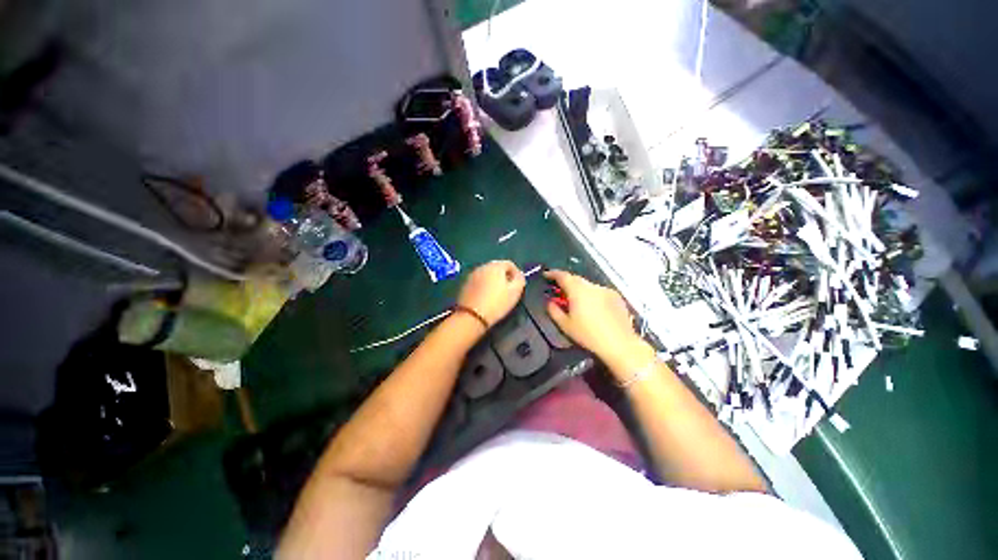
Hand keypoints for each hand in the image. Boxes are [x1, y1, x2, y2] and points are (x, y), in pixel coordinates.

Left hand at [457, 261, 525, 326]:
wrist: (471, 317)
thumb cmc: (497, 303)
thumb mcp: (515, 292)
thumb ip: (520, 279)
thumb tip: (518, 275)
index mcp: (495, 266)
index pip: (509, 263)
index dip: (516, 273)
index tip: (519, 285)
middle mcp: (482, 266)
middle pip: (497, 268)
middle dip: (504, 277)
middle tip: (509, 290)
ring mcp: (471, 275)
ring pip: (486, 275)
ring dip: (493, 281)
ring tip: (497, 295)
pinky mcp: (464, 285)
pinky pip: (478, 282)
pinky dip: (484, 287)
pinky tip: (486, 298)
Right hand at [544, 270, 645, 364]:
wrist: (619, 344)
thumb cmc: (589, 335)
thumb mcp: (565, 325)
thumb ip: (554, 311)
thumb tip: (550, 303)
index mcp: (577, 290)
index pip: (562, 276)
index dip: (553, 274)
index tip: (547, 275)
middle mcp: (592, 286)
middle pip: (576, 279)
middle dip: (566, 283)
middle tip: (560, 291)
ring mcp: (605, 290)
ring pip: (588, 286)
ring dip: (580, 290)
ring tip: (577, 303)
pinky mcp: (616, 297)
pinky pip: (599, 292)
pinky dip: (593, 296)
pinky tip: (594, 308)